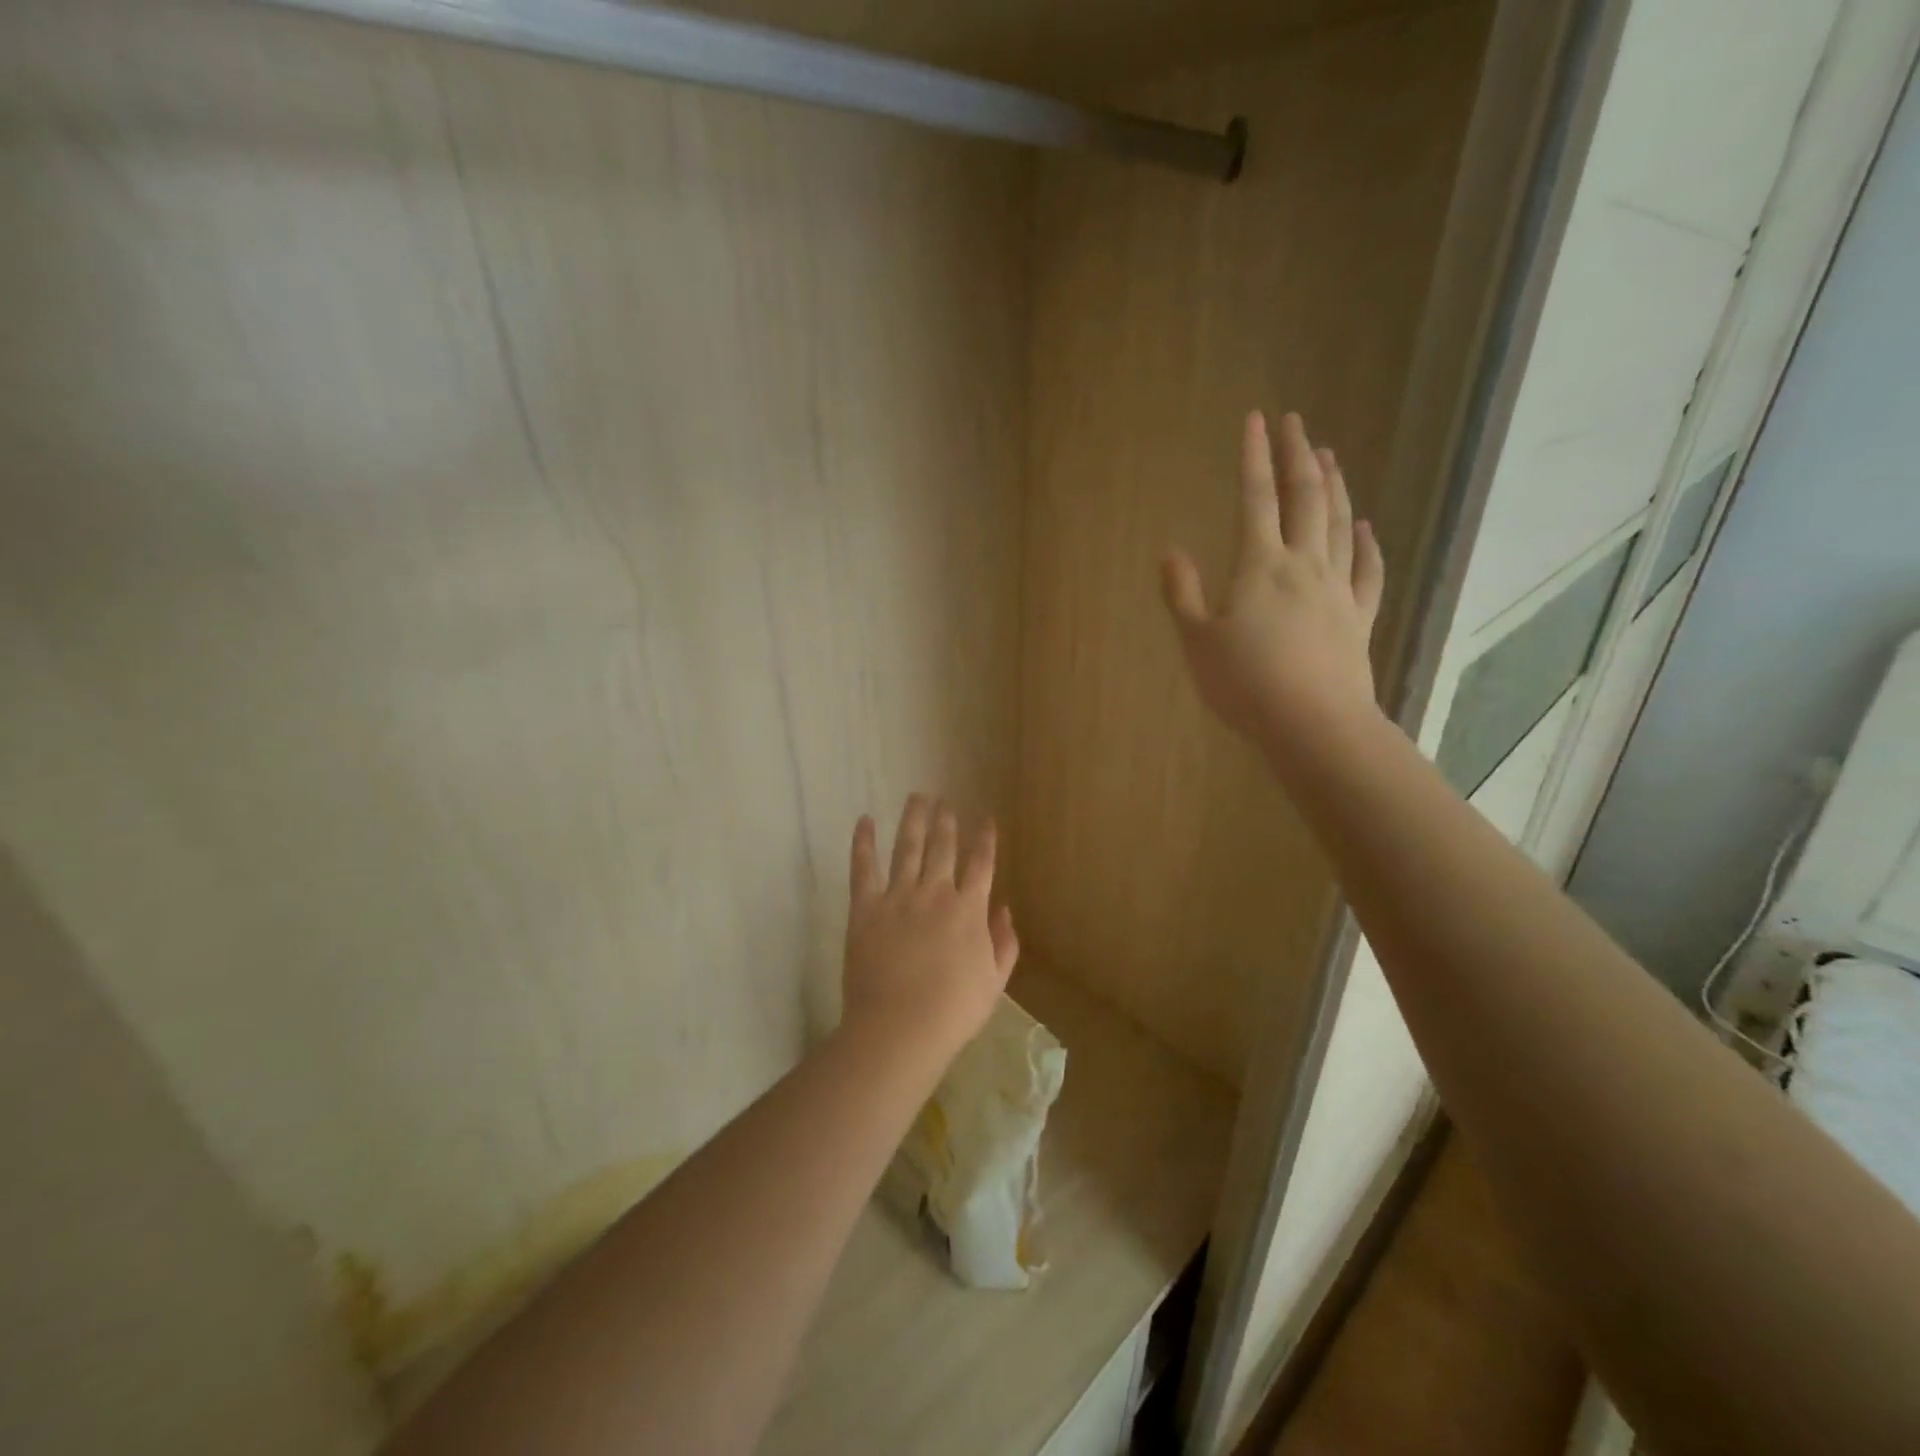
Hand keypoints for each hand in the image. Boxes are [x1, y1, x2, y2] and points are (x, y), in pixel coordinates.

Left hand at [840, 795, 1018, 1067]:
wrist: (900, 1028)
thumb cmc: (953, 1011)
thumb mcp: (994, 981)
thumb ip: (1004, 942)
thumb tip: (1004, 908)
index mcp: (969, 910)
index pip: (981, 863)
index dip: (985, 838)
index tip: (985, 818)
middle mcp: (936, 893)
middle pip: (943, 847)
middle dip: (946, 821)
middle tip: (945, 801)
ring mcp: (899, 897)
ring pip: (908, 847)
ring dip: (914, 819)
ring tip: (917, 797)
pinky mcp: (866, 907)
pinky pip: (863, 867)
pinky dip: (863, 842)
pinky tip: (864, 820)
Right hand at [1161, 410, 1385, 747]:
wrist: (1314, 723)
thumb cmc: (1246, 684)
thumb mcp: (1197, 641)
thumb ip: (1183, 594)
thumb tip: (1171, 552)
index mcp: (1260, 565)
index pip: (1255, 498)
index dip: (1254, 457)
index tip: (1257, 419)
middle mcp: (1303, 564)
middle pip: (1305, 498)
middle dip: (1299, 456)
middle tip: (1297, 422)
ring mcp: (1337, 589)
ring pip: (1340, 524)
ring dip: (1335, 486)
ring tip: (1330, 456)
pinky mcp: (1358, 616)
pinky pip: (1368, 569)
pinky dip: (1369, 543)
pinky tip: (1367, 526)